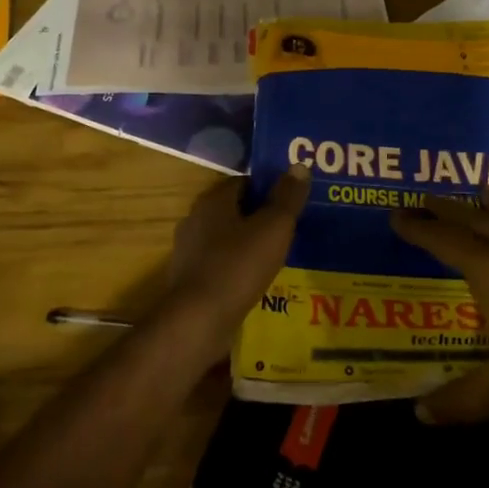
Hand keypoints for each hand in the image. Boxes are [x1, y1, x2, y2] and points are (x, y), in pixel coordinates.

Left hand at [159, 167, 310, 345]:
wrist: (198, 321)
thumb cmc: (238, 266)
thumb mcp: (273, 228)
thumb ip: (287, 197)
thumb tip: (299, 166)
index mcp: (213, 201)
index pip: (243, 182)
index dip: (268, 188)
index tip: (291, 200)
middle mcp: (195, 220)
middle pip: (234, 210)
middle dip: (260, 217)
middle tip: (290, 228)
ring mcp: (189, 252)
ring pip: (227, 239)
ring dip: (249, 244)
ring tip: (279, 256)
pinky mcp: (191, 280)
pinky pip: (221, 264)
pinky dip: (238, 268)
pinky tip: (257, 281)